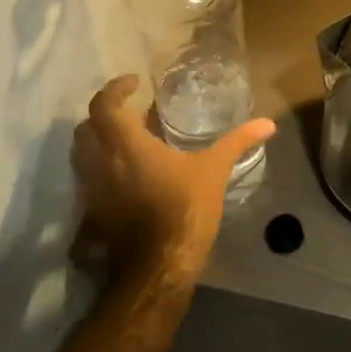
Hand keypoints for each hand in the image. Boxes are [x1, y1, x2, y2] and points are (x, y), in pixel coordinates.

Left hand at [72, 76, 276, 288]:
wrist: (158, 269)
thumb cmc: (184, 210)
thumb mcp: (214, 171)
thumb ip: (237, 142)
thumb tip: (268, 123)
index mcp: (126, 146)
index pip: (105, 105)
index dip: (115, 89)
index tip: (135, 83)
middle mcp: (101, 163)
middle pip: (86, 128)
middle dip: (104, 113)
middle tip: (130, 111)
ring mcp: (93, 191)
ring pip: (82, 155)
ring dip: (99, 141)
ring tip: (129, 140)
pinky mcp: (93, 214)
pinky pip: (88, 180)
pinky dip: (101, 168)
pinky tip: (127, 175)